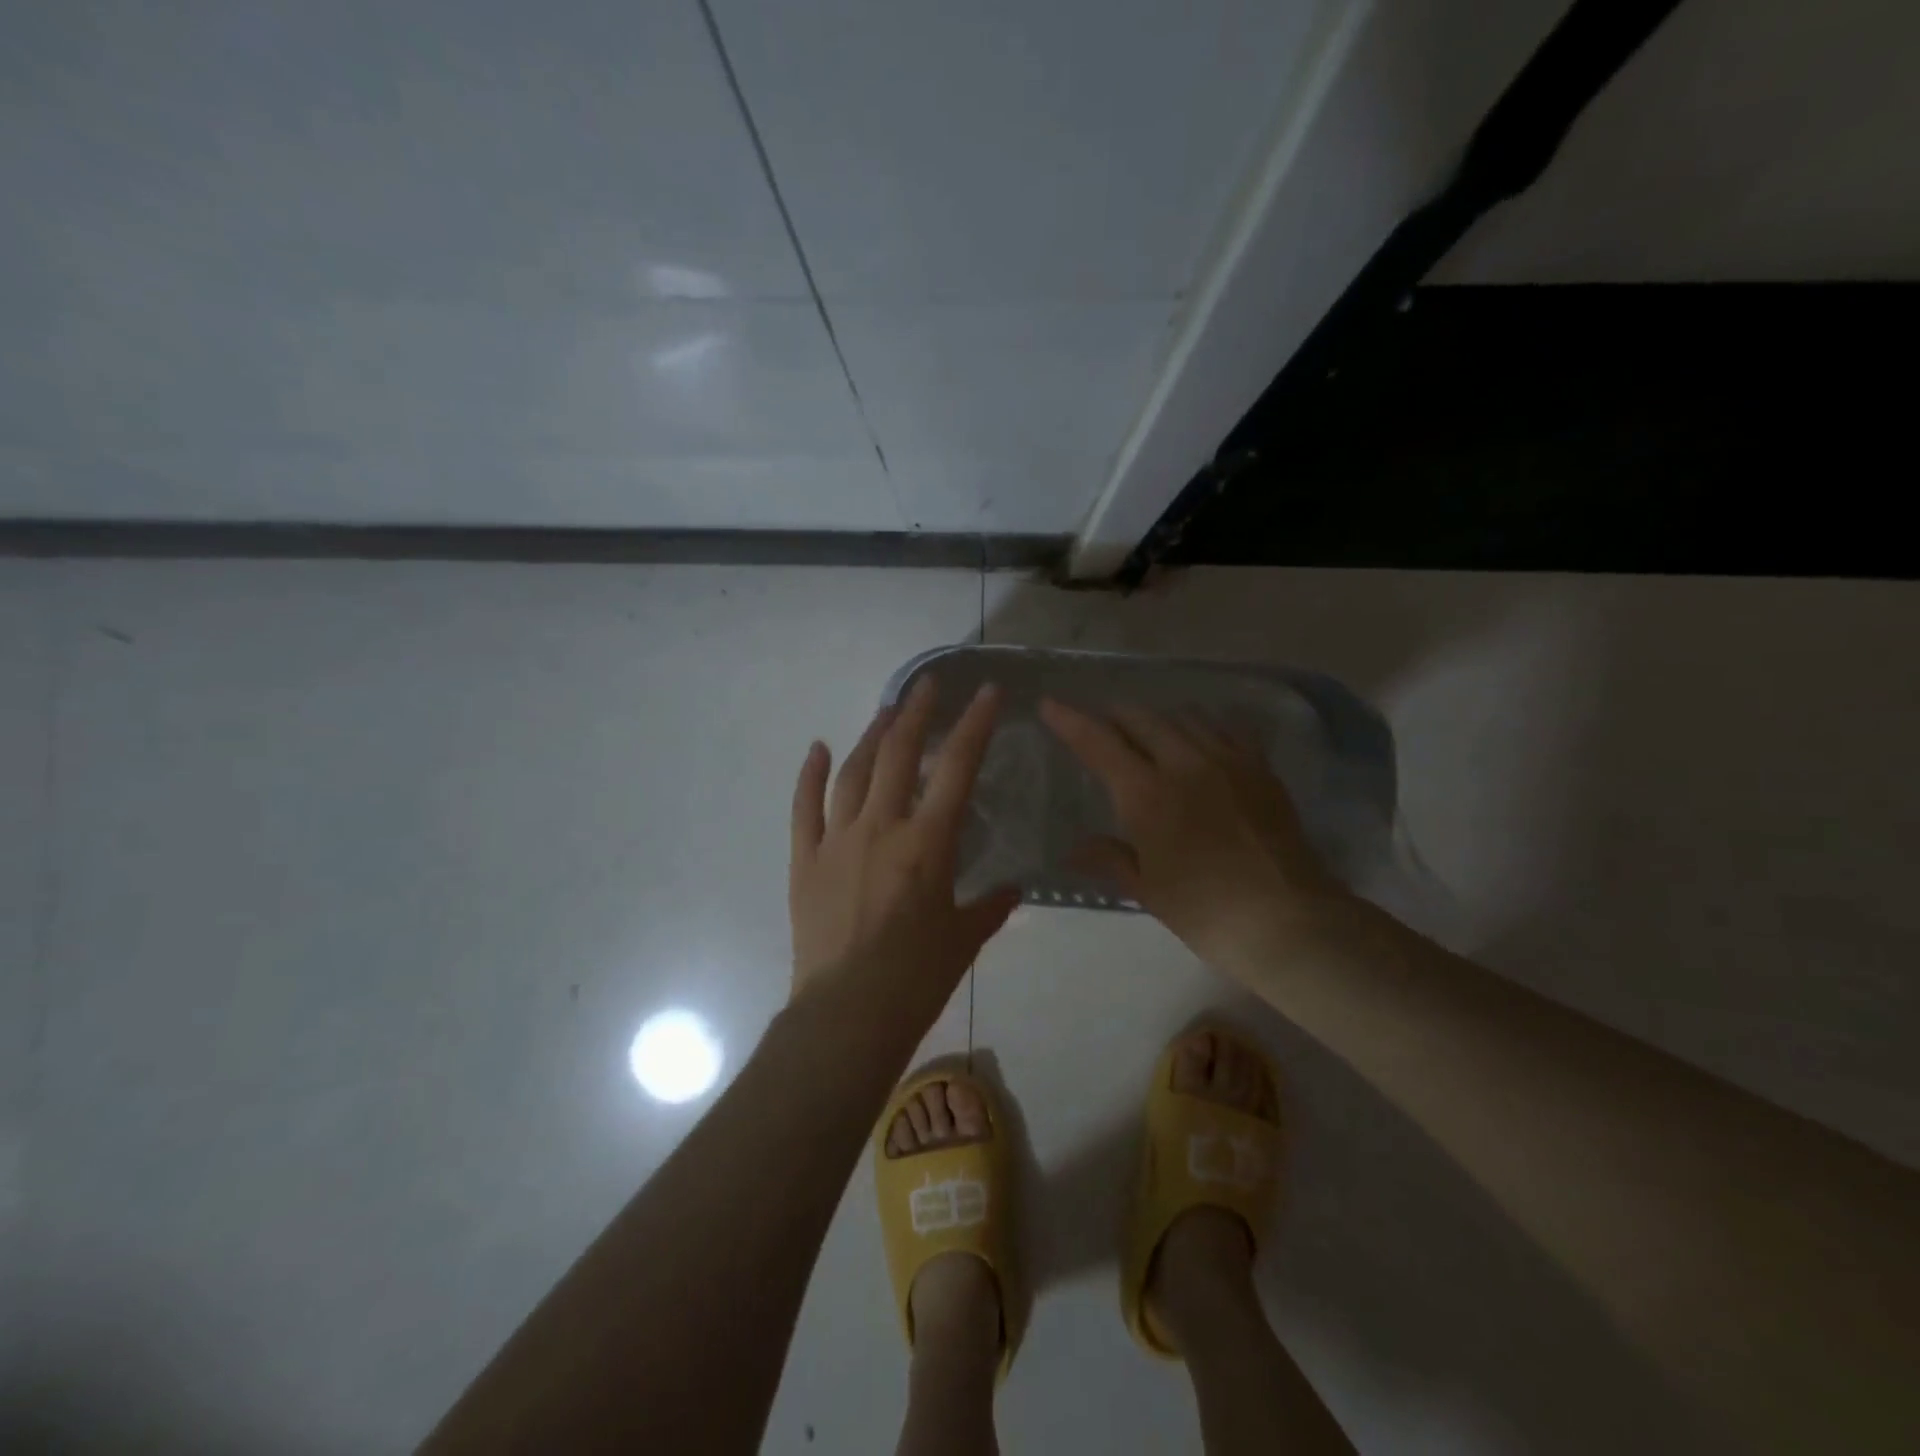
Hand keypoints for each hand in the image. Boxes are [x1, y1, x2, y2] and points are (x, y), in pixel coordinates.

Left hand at [789, 678, 1020, 1023]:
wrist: (847, 1015)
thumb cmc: (916, 979)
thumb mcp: (965, 939)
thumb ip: (992, 906)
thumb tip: (1013, 889)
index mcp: (927, 844)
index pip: (957, 768)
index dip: (974, 724)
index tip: (984, 691)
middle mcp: (881, 828)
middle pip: (899, 754)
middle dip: (916, 713)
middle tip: (926, 686)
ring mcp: (837, 840)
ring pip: (854, 772)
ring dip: (871, 735)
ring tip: (886, 711)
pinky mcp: (806, 859)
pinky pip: (805, 807)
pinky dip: (811, 774)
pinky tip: (819, 748)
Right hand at [1039, 699, 1346, 972]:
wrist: (1287, 919)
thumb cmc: (1204, 911)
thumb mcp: (1146, 889)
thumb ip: (1109, 858)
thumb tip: (1073, 850)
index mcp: (1146, 794)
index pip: (1098, 742)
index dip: (1070, 721)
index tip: (1050, 704)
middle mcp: (1183, 763)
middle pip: (1140, 719)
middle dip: (1114, 717)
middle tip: (1102, 727)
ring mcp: (1227, 760)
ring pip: (1183, 716)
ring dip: (1157, 719)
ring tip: (1150, 734)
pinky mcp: (1260, 767)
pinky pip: (1228, 727)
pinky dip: (1205, 726)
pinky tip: (1203, 741)